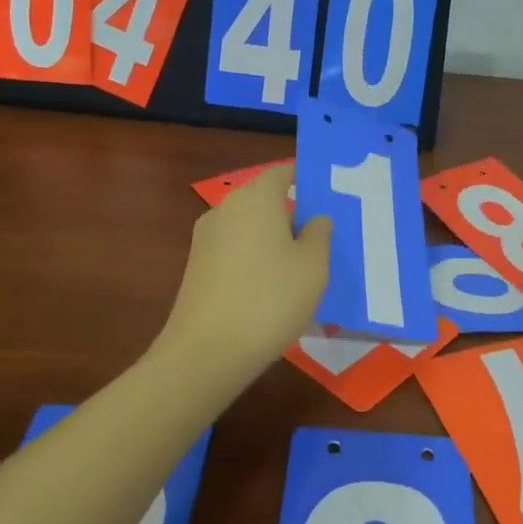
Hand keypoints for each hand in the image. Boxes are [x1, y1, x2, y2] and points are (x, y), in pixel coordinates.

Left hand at [156, 164, 331, 382]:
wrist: (207, 351)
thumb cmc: (271, 298)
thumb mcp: (313, 266)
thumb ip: (319, 234)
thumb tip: (314, 219)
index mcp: (256, 198)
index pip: (282, 172)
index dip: (304, 180)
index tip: (326, 198)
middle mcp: (226, 208)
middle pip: (264, 201)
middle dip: (291, 216)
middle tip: (320, 242)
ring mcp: (206, 238)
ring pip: (249, 229)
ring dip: (272, 242)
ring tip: (299, 272)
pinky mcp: (196, 267)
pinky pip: (234, 252)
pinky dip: (253, 262)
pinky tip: (270, 292)